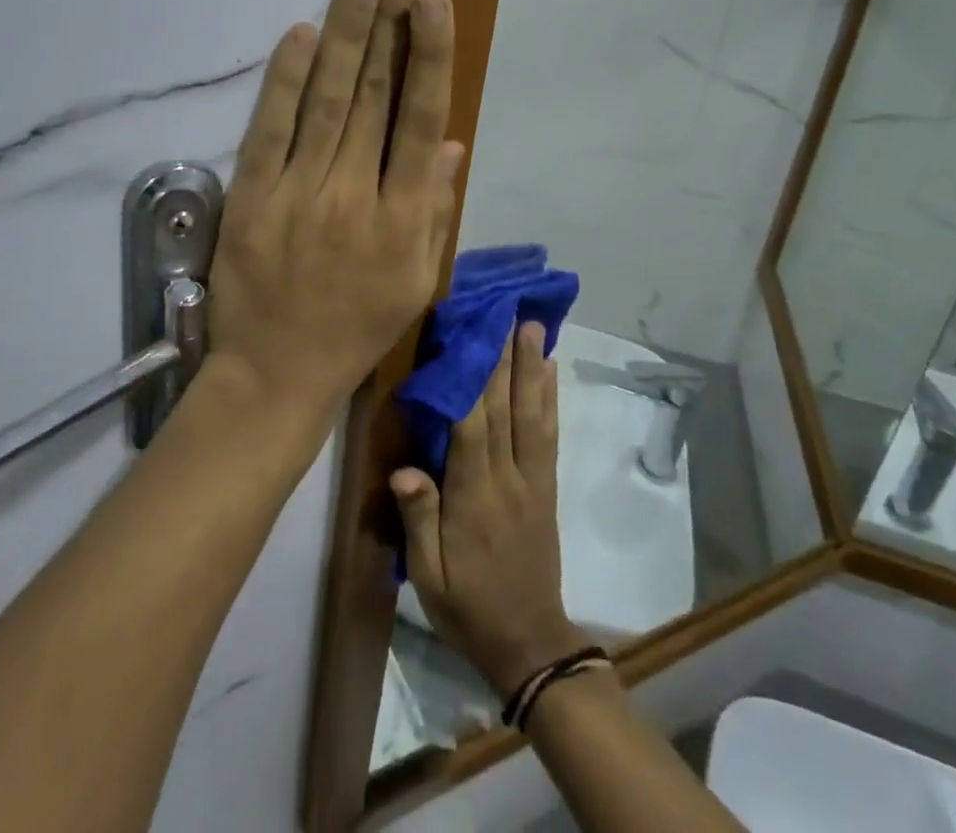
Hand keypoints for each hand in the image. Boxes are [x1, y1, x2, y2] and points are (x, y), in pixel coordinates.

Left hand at [206, 0, 463, 426]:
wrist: (276, 373)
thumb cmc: (356, 328)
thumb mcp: (417, 280)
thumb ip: (437, 208)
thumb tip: (450, 140)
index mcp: (404, 219)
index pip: (420, 120)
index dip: (430, 56)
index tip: (435, 1)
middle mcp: (355, 195)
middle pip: (374, 95)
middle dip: (388, 21)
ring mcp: (299, 192)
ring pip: (327, 100)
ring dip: (345, 33)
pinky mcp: (252, 196)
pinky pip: (270, 128)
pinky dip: (286, 79)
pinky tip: (302, 34)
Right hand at [391, 323, 589, 696]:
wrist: (529, 643)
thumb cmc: (468, 606)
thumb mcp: (430, 576)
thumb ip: (419, 520)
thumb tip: (404, 468)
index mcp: (474, 498)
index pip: (471, 429)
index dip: (470, 381)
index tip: (467, 338)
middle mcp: (508, 479)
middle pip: (505, 410)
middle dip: (504, 358)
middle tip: (506, 312)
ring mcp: (533, 480)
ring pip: (533, 414)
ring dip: (532, 368)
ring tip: (533, 327)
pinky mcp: (547, 487)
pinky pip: (549, 435)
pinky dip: (550, 398)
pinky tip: (551, 372)